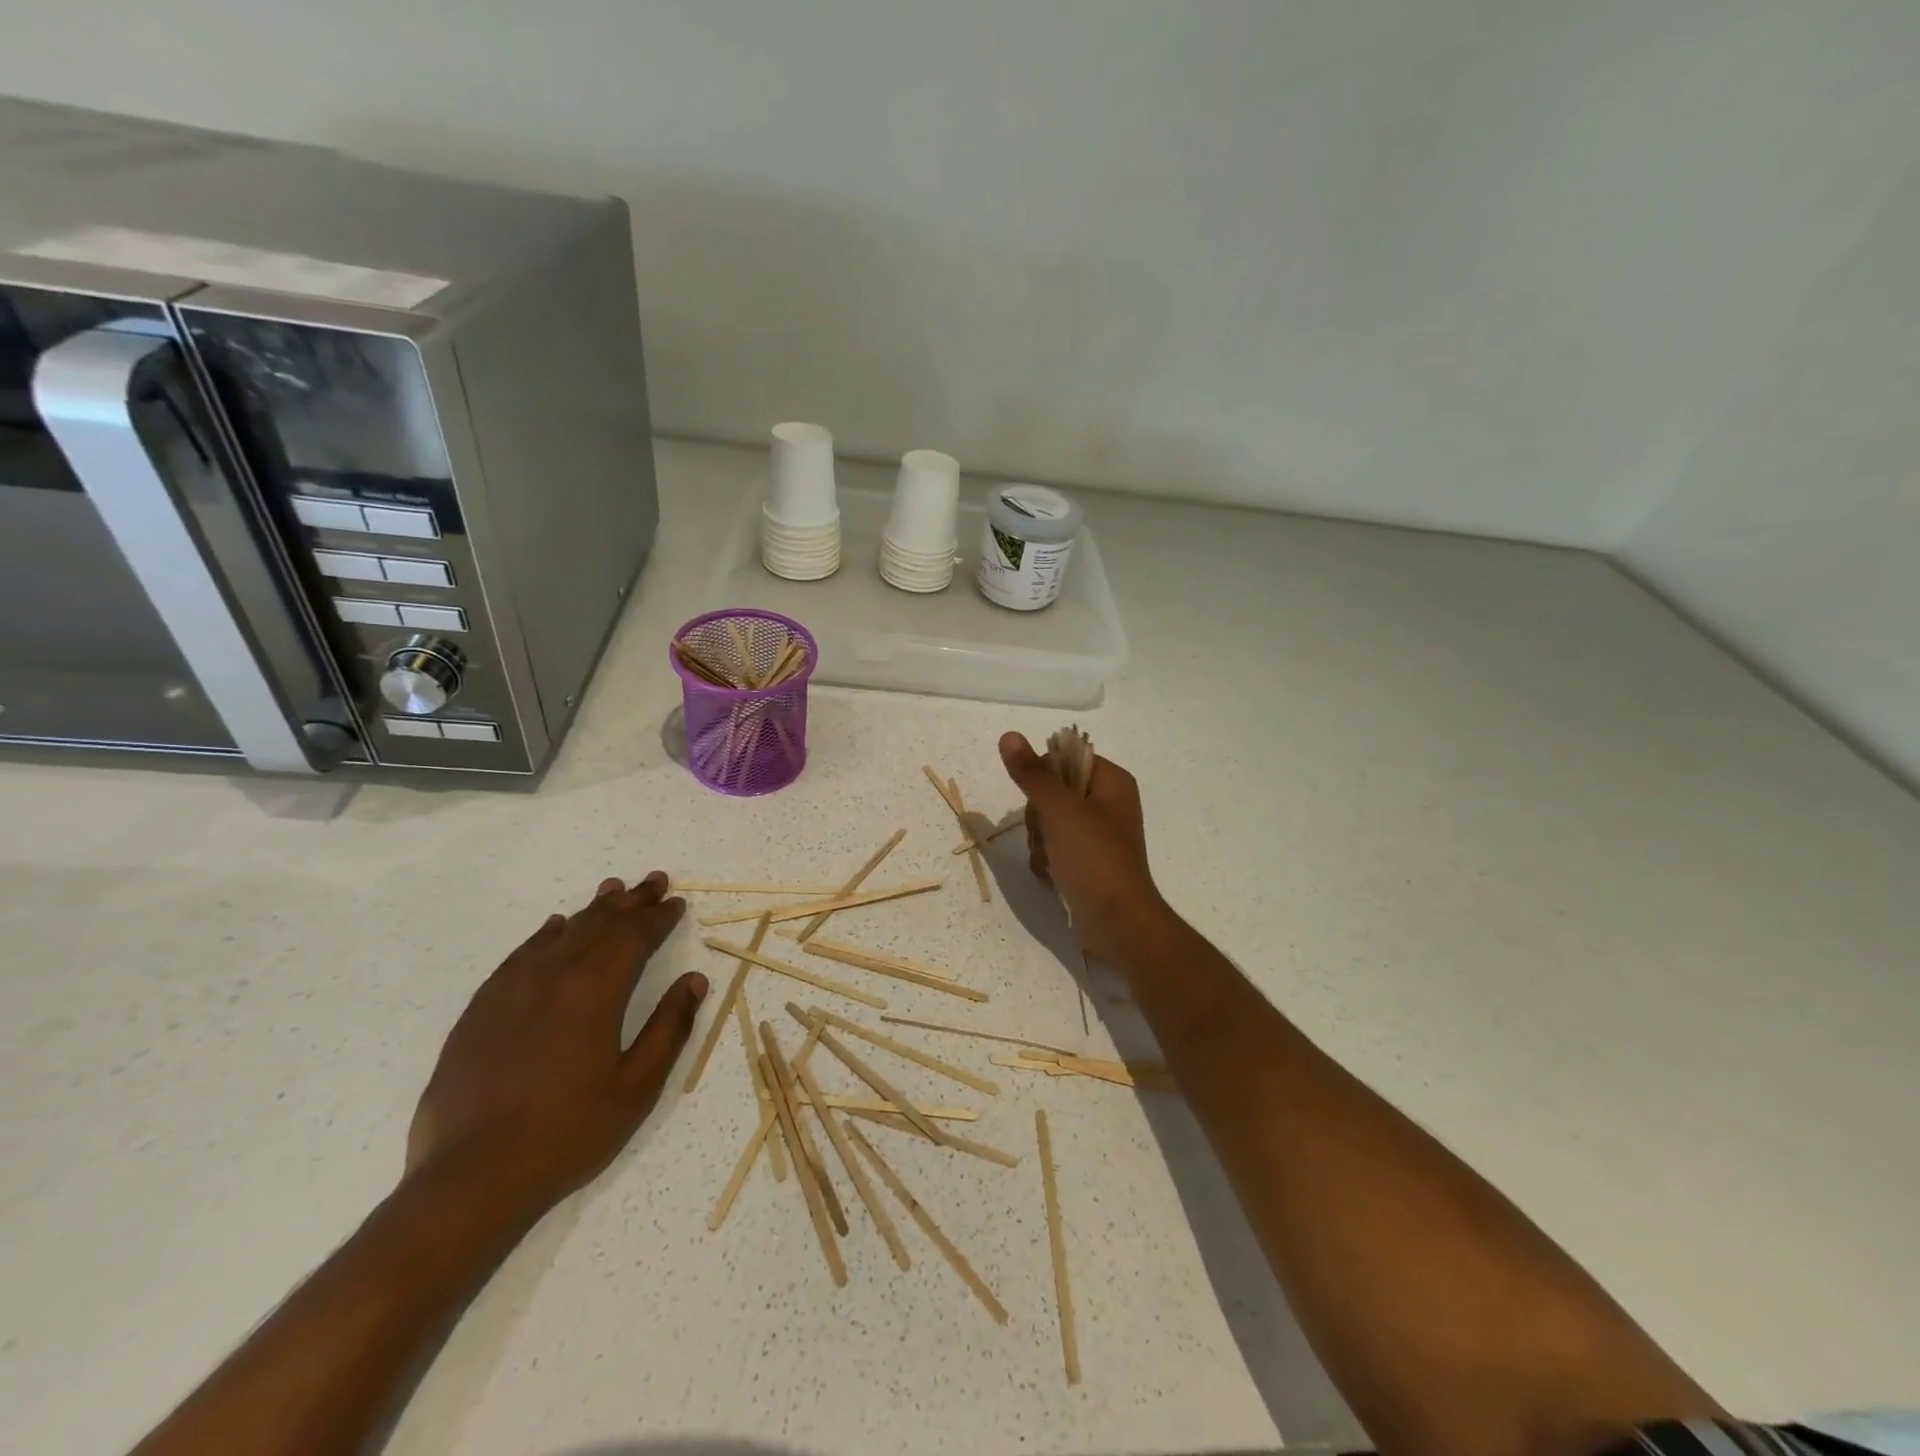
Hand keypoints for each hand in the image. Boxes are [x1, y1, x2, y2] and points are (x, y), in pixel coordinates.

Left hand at [404, 872, 706, 1219]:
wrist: (470, 1177)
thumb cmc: (567, 1132)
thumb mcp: (637, 1087)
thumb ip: (669, 1027)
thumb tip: (694, 980)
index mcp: (595, 990)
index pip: (635, 936)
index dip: (659, 917)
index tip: (676, 903)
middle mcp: (553, 975)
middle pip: (599, 924)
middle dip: (631, 900)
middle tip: (653, 880)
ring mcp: (511, 989)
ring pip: (561, 932)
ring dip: (592, 909)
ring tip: (612, 889)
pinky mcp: (481, 1009)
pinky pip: (520, 954)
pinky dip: (545, 934)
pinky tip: (553, 928)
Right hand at [999, 732, 1172, 964]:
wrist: (1116, 922)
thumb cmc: (1093, 857)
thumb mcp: (1059, 809)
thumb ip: (1032, 773)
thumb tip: (1008, 735)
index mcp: (1112, 782)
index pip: (1065, 759)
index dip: (1044, 777)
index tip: (1041, 800)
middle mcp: (1108, 804)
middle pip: (1053, 792)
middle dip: (1039, 817)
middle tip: (1047, 834)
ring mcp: (1098, 835)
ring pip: (1049, 822)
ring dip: (1040, 841)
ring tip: (1050, 860)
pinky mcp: (1088, 862)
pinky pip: (1055, 848)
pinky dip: (1047, 859)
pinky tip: (1051, 874)